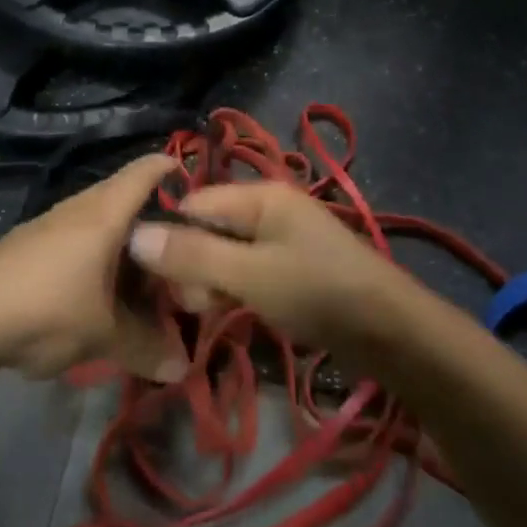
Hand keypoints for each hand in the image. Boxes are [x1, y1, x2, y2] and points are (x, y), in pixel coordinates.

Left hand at [0, 155, 184, 381]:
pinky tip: (98, 291)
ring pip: (100, 222)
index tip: (200, 186)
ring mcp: (50, 224)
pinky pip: (77, 239)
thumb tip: (182, 367)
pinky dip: (97, 256)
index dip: (174, 169)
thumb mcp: (102, 335)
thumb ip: (145, 348)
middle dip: (154, 223)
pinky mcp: (29, 245)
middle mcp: (79, 207)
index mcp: (105, 213)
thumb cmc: (45, 309)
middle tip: (179, 253)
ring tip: (143, 278)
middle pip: (125, 199)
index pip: (146, 171)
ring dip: (123, 244)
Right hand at [126, 183, 406, 355]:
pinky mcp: (290, 267)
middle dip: (192, 265)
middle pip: (208, 228)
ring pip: (225, 253)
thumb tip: (134, 235)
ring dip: (211, 283)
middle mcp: (268, 208)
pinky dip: (234, 290)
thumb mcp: (249, 274)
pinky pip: (246, 270)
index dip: (170, 237)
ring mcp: (281, 238)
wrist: (391, 332)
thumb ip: (193, 255)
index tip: (156, 281)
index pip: (194, 203)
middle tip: (195, 305)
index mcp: (259, 195)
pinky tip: (231, 313)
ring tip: (213, 313)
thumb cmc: (318, 292)